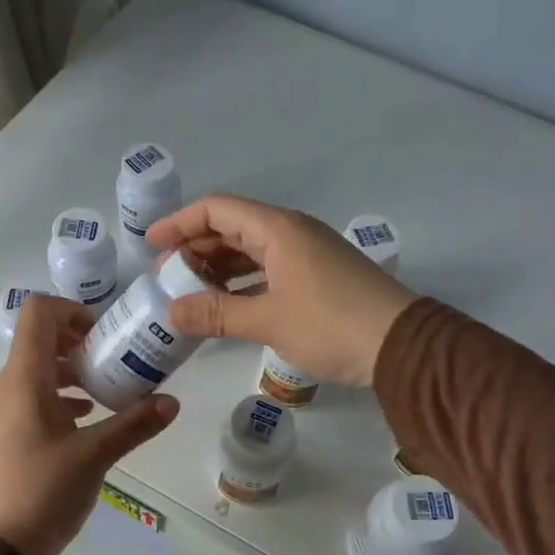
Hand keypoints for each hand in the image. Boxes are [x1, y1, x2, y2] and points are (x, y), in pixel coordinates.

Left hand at [0, 294, 179, 554]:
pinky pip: (30, 398)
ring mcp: (1, 412)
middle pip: (38, 340)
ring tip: (105, 391)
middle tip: (113, 360)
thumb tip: (172, 402)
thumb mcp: (95, 456)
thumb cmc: (42, 492)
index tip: (103, 333)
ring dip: (70, 371)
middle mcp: (7, 387)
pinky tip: (84, 420)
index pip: (38, 313)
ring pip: (35, 371)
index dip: (71, 310)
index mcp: (25, 379)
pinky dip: (58, 396)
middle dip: (78, 342)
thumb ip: (134, 424)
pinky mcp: (2, 436)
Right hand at [146, 195, 416, 385]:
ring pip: (252, 249)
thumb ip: (217, 314)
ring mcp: (308, 253)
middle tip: (167, 275)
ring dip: (219, 266)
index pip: (217, 209)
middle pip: (233, 227)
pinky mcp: (319, 276)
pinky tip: (229, 303)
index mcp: (278, 230)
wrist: (402, 345)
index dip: (180, 222)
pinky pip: (269, 268)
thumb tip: (172, 312)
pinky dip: (243, 281)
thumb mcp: (268, 320)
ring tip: (191, 291)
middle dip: (196, 247)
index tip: (152, 244)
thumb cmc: (331, 325)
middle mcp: (292, 232)